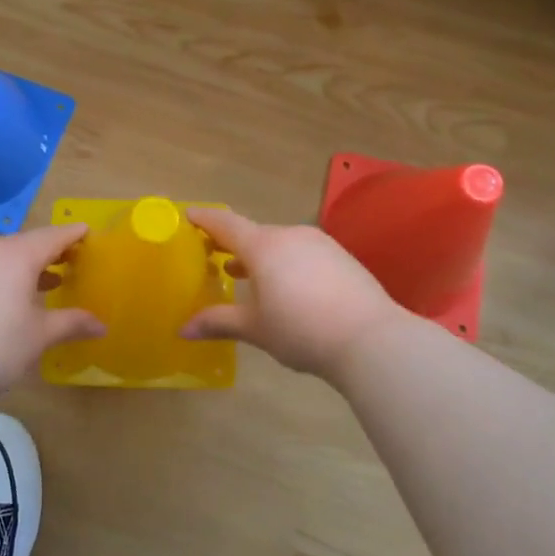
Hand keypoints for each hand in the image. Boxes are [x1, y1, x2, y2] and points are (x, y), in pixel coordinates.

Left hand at [0, 224, 105, 392]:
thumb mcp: (40, 335)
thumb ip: (72, 323)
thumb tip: (102, 327)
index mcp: (17, 254)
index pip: (53, 236)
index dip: (72, 235)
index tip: (86, 232)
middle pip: (25, 244)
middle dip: (48, 253)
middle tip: (69, 262)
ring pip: (0, 256)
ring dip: (22, 266)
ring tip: (41, 284)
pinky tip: (6, 296)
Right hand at [182, 208, 404, 380]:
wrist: (371, 339)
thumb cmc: (301, 330)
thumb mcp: (255, 328)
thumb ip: (218, 322)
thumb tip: (182, 329)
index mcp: (263, 246)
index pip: (225, 224)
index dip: (205, 220)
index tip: (189, 216)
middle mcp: (290, 235)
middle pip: (254, 235)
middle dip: (232, 245)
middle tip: (214, 257)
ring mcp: (320, 244)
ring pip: (280, 244)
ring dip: (260, 257)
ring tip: (245, 276)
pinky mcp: (342, 257)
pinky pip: (303, 254)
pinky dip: (286, 264)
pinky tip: (287, 288)